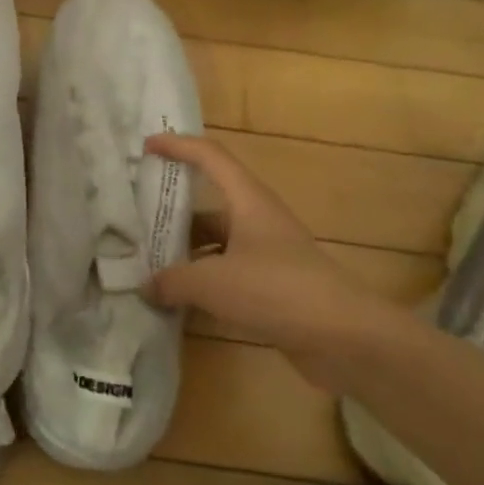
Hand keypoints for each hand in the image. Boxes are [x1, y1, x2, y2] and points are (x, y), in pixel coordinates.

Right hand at [147, 134, 399, 383]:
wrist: (347, 338)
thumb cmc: (278, 290)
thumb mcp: (214, 282)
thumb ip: (173, 281)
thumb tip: (146, 286)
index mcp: (248, 201)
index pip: (210, 157)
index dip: (178, 146)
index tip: (147, 146)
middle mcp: (257, 220)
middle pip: (208, 205)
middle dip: (173, 211)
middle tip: (136, 218)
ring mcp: (267, 255)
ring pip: (216, 243)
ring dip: (186, 253)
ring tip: (147, 264)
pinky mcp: (273, 287)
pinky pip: (227, 274)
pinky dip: (202, 283)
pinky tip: (178, 299)